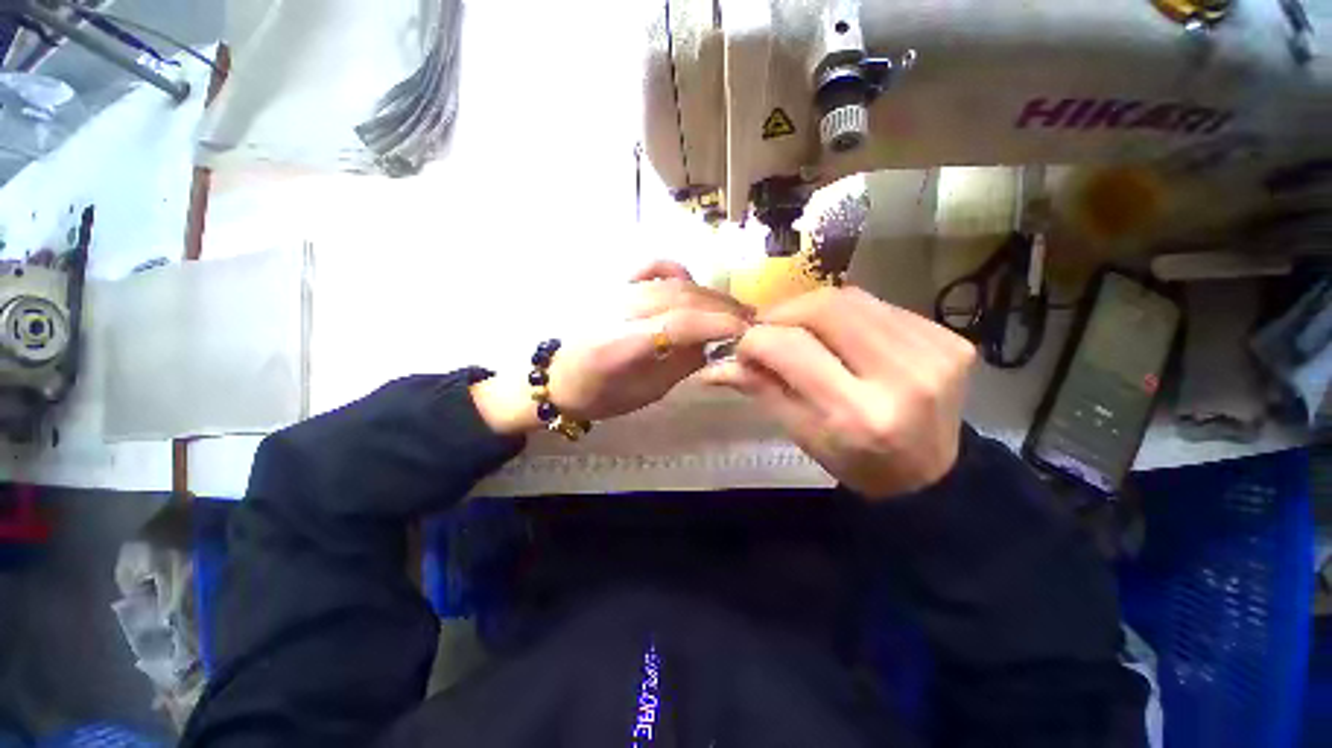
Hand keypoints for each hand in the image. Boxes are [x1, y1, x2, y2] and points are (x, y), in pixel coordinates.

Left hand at [473, 261, 751, 434]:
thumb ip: (682, 365)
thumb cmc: (599, 396)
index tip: (748, 332)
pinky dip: (677, 272)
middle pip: (681, 298)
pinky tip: (693, 285)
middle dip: (722, 308)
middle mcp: (617, 310)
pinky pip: (651, 268)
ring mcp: (614, 291)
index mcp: (619, 345)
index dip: (718, 324)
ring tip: (732, 309)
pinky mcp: (614, 285)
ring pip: (673, 282)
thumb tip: (716, 343)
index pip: (678, 323)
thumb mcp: (646, 393)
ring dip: (709, 294)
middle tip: (749, 322)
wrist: (557, 377)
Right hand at [701, 287, 975, 499]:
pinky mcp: (952, 339)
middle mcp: (902, 377)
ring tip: (800, 330)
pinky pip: (881, 305)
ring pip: (852, 298)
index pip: (791, 348)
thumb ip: (760, 389)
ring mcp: (936, 352)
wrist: (929, 473)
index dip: (756, 339)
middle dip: (784, 312)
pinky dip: (848, 314)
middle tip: (768, 329)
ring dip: (813, 308)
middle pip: (825, 309)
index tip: (742, 346)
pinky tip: (842, 335)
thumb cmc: (854, 461)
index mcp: (857, 414)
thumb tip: (713, 365)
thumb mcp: (799, 433)